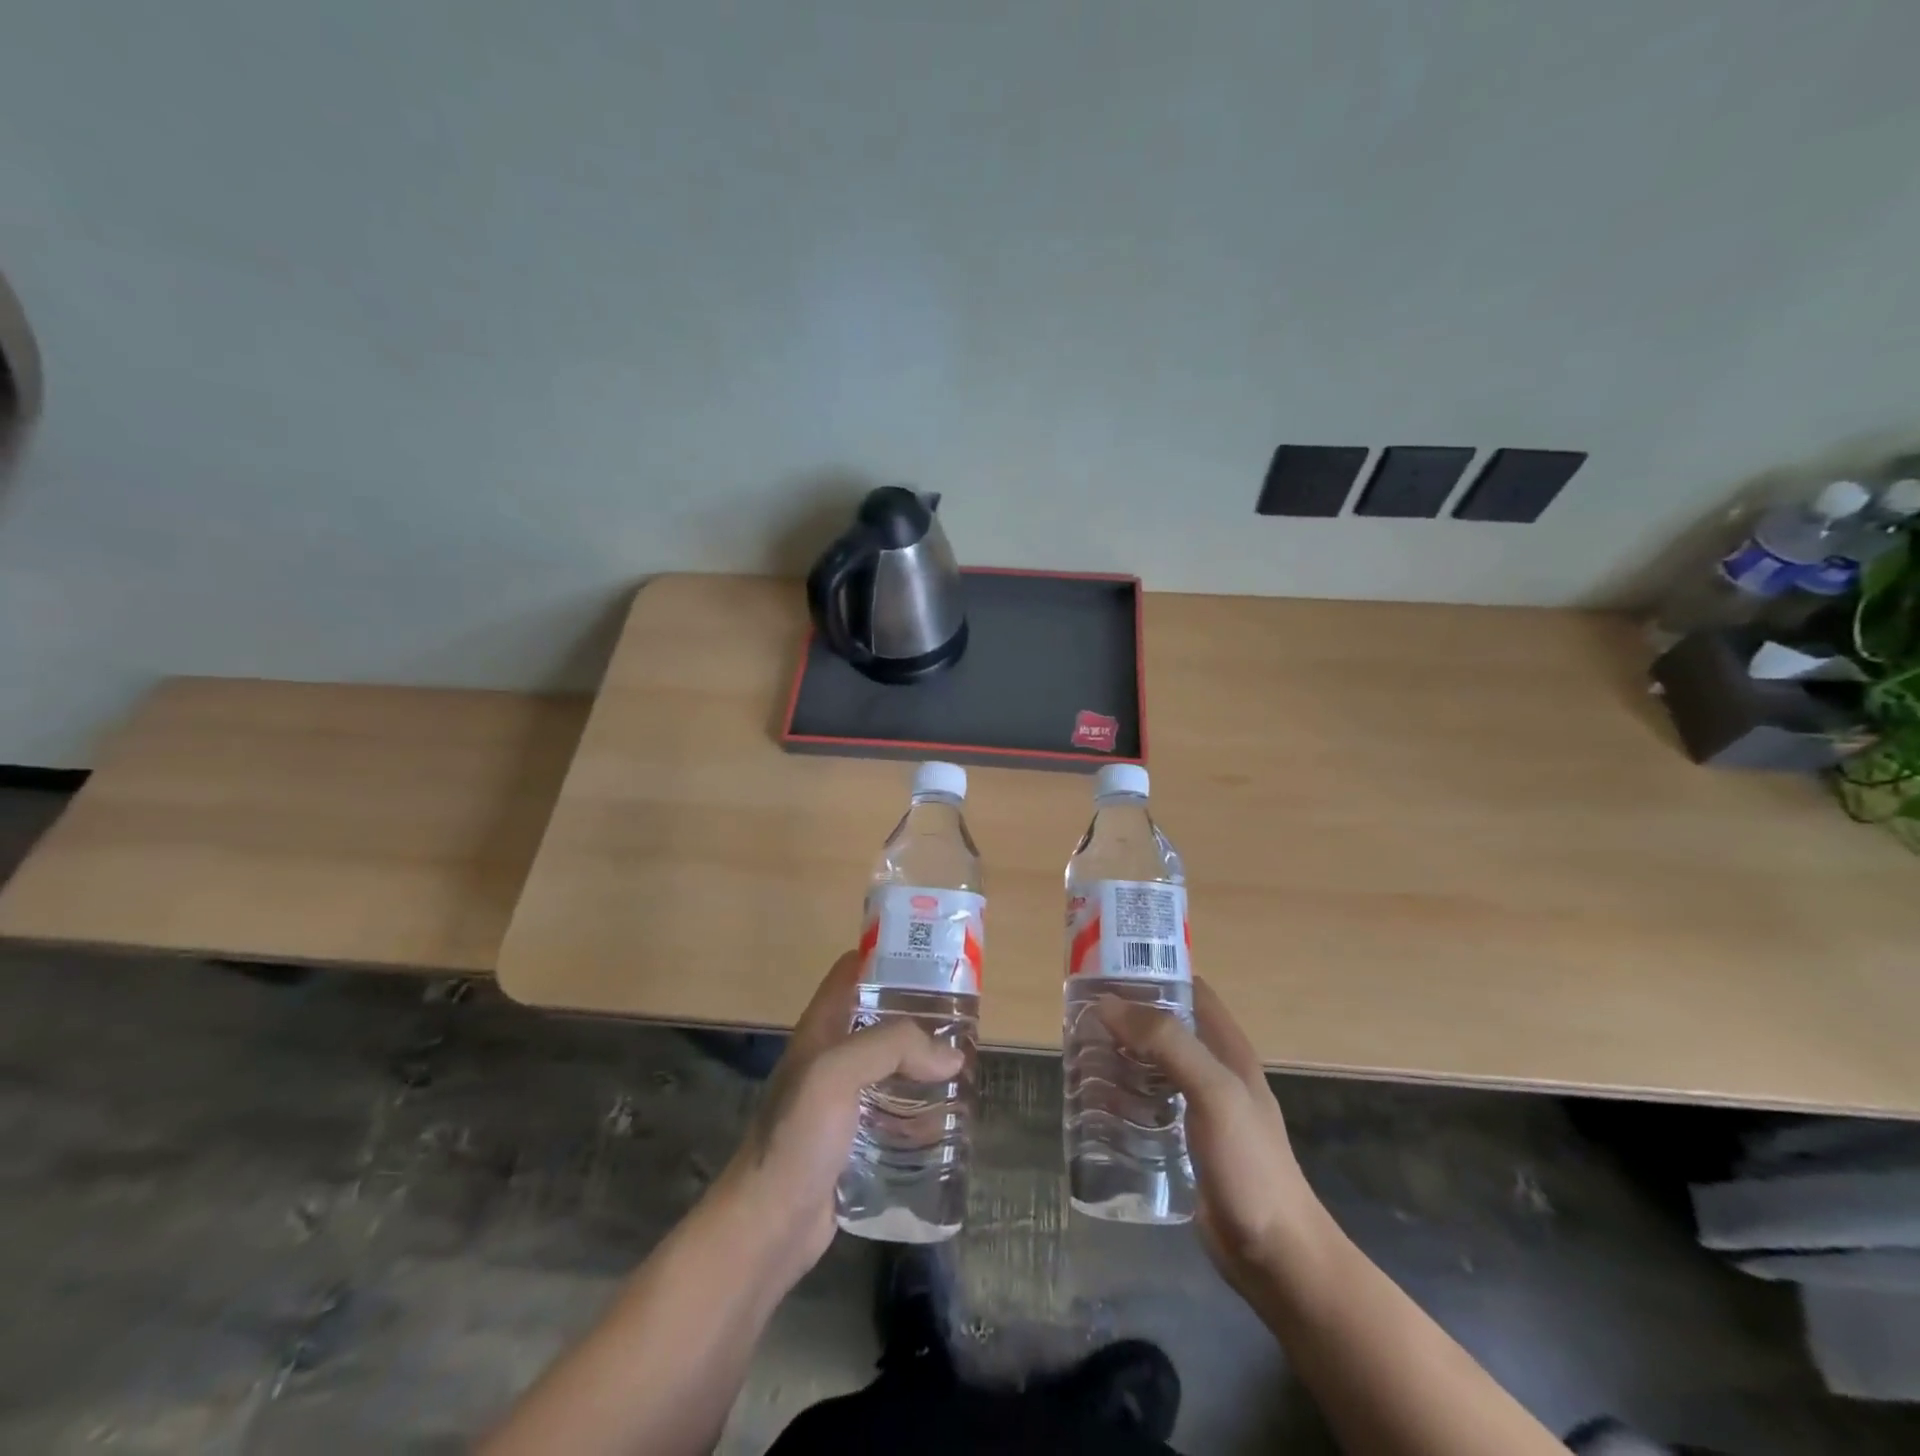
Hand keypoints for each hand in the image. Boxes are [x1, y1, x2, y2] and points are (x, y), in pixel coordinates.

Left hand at [708, 950, 962, 1290]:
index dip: (887, 956)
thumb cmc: (795, 1138)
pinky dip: (920, 1107)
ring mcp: (842, 1100)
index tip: (932, 957)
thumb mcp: (836, 1074)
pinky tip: (949, 1115)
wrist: (767, 1227)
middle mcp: (831, 1057)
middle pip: (879, 1018)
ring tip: (965, 1062)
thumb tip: (950, 1057)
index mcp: (820, 1029)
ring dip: (923, 1062)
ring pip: (891, 1066)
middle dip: (918, 1012)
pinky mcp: (855, 1140)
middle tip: (963, 1015)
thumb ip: (892, 1048)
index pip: (852, 972)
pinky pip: (894, 1111)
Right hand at [1097, 978, 1326, 1294]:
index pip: (1190, 990)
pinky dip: (1121, 1096)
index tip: (1108, 968)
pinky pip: (1146, 1105)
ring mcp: (1198, 1108)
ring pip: (1151, 1065)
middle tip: (1081, 1014)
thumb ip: (1167, 1044)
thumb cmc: (1250, 1165)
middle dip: (1126, 1016)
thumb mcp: (1214, 1092)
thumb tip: (1110, 1003)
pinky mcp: (1182, 1142)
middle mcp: (1212, 1070)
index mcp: (1228, 1048)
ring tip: (1078, 1052)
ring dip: (1119, 1055)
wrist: (1276, 1257)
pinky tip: (1093, 1102)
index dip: (1154, 972)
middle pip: (1164, 1027)